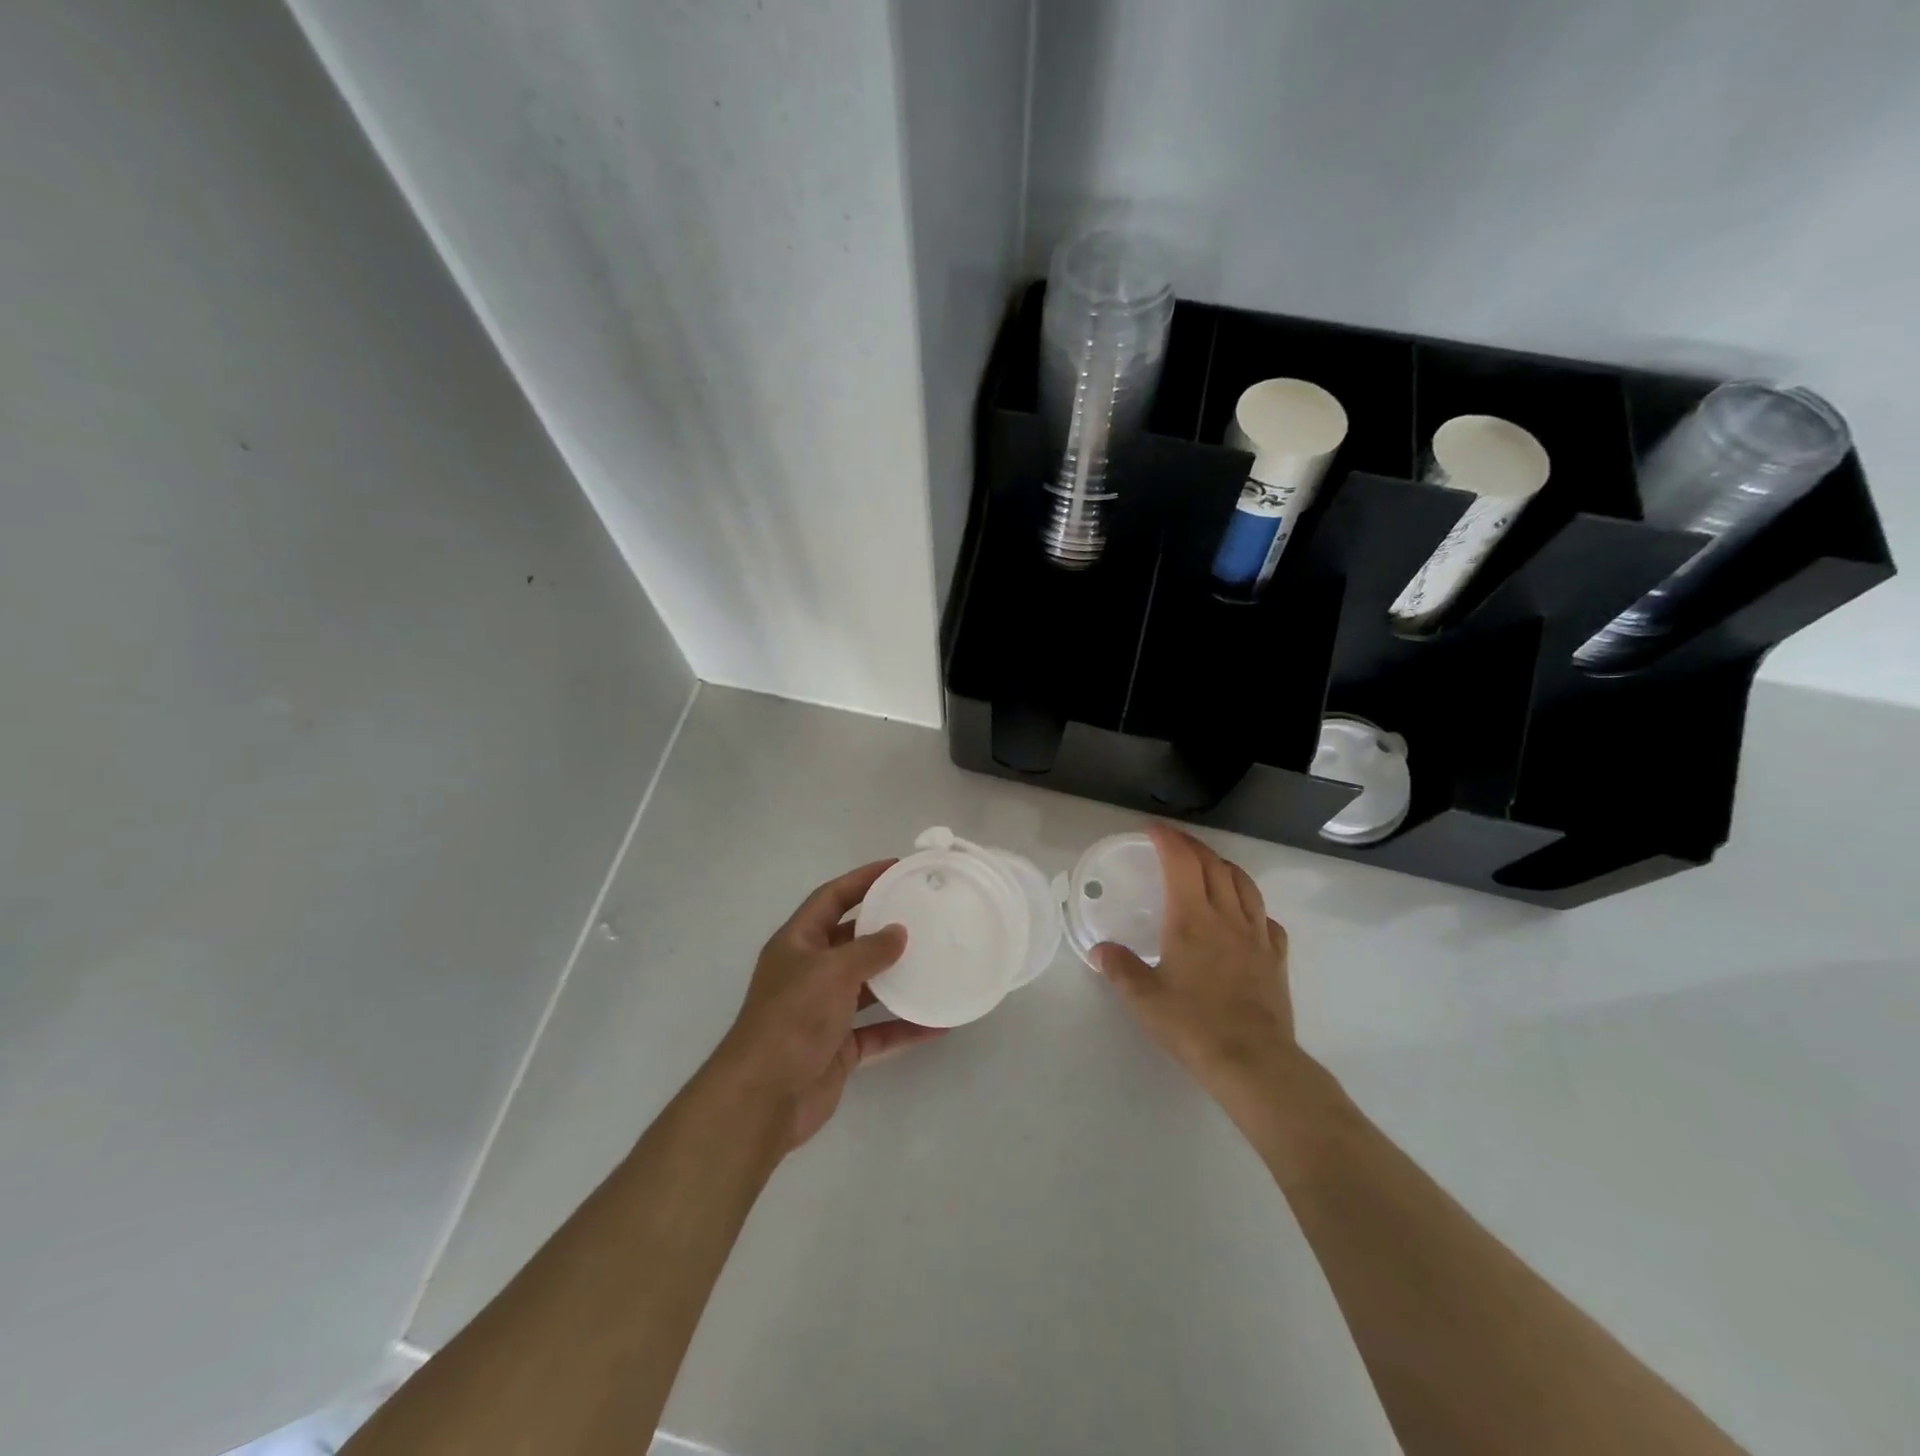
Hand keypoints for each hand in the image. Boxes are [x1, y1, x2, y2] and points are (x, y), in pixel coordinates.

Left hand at [712, 860, 946, 1151]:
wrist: (764, 1098)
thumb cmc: (793, 1018)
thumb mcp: (832, 971)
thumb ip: (869, 949)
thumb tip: (899, 931)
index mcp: (797, 943)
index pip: (831, 898)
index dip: (861, 880)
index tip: (897, 867)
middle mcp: (809, 972)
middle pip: (851, 940)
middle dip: (884, 928)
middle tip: (925, 914)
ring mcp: (823, 1011)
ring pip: (867, 986)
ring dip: (898, 977)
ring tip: (937, 961)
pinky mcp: (838, 1047)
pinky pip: (878, 1030)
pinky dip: (904, 1026)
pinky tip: (938, 1022)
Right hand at [1092, 826, 1297, 1119]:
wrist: (1253, 1062)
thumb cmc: (1193, 1026)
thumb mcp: (1144, 999)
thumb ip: (1120, 968)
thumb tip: (1100, 950)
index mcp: (1191, 919)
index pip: (1181, 862)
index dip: (1167, 839)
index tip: (1152, 829)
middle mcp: (1226, 917)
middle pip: (1213, 865)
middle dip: (1192, 846)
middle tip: (1173, 843)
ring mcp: (1257, 936)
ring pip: (1244, 884)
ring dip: (1223, 866)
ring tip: (1209, 866)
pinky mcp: (1276, 958)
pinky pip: (1266, 917)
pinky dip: (1251, 904)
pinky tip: (1244, 915)